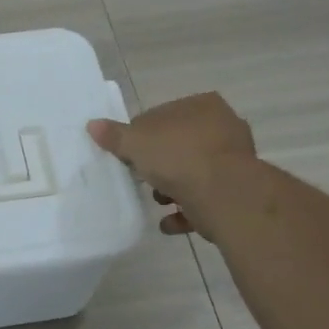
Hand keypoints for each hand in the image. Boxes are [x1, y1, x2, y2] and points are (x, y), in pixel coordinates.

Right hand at [88, 94, 256, 238]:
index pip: (162, 116)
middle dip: (160, 163)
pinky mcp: (236, 192)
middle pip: (180, 145)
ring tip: (156, 201)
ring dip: (173, 188)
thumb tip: (92, 124)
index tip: (127, 154)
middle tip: (141, 177)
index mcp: (202, 106)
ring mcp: (234, 161)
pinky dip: (186, 211)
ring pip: (194, 172)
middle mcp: (224, 128)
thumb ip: (114, 135)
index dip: (141, 135)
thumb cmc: (178, 156)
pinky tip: (168, 222)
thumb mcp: (136, 143)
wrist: (222, 195)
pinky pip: (205, 200)